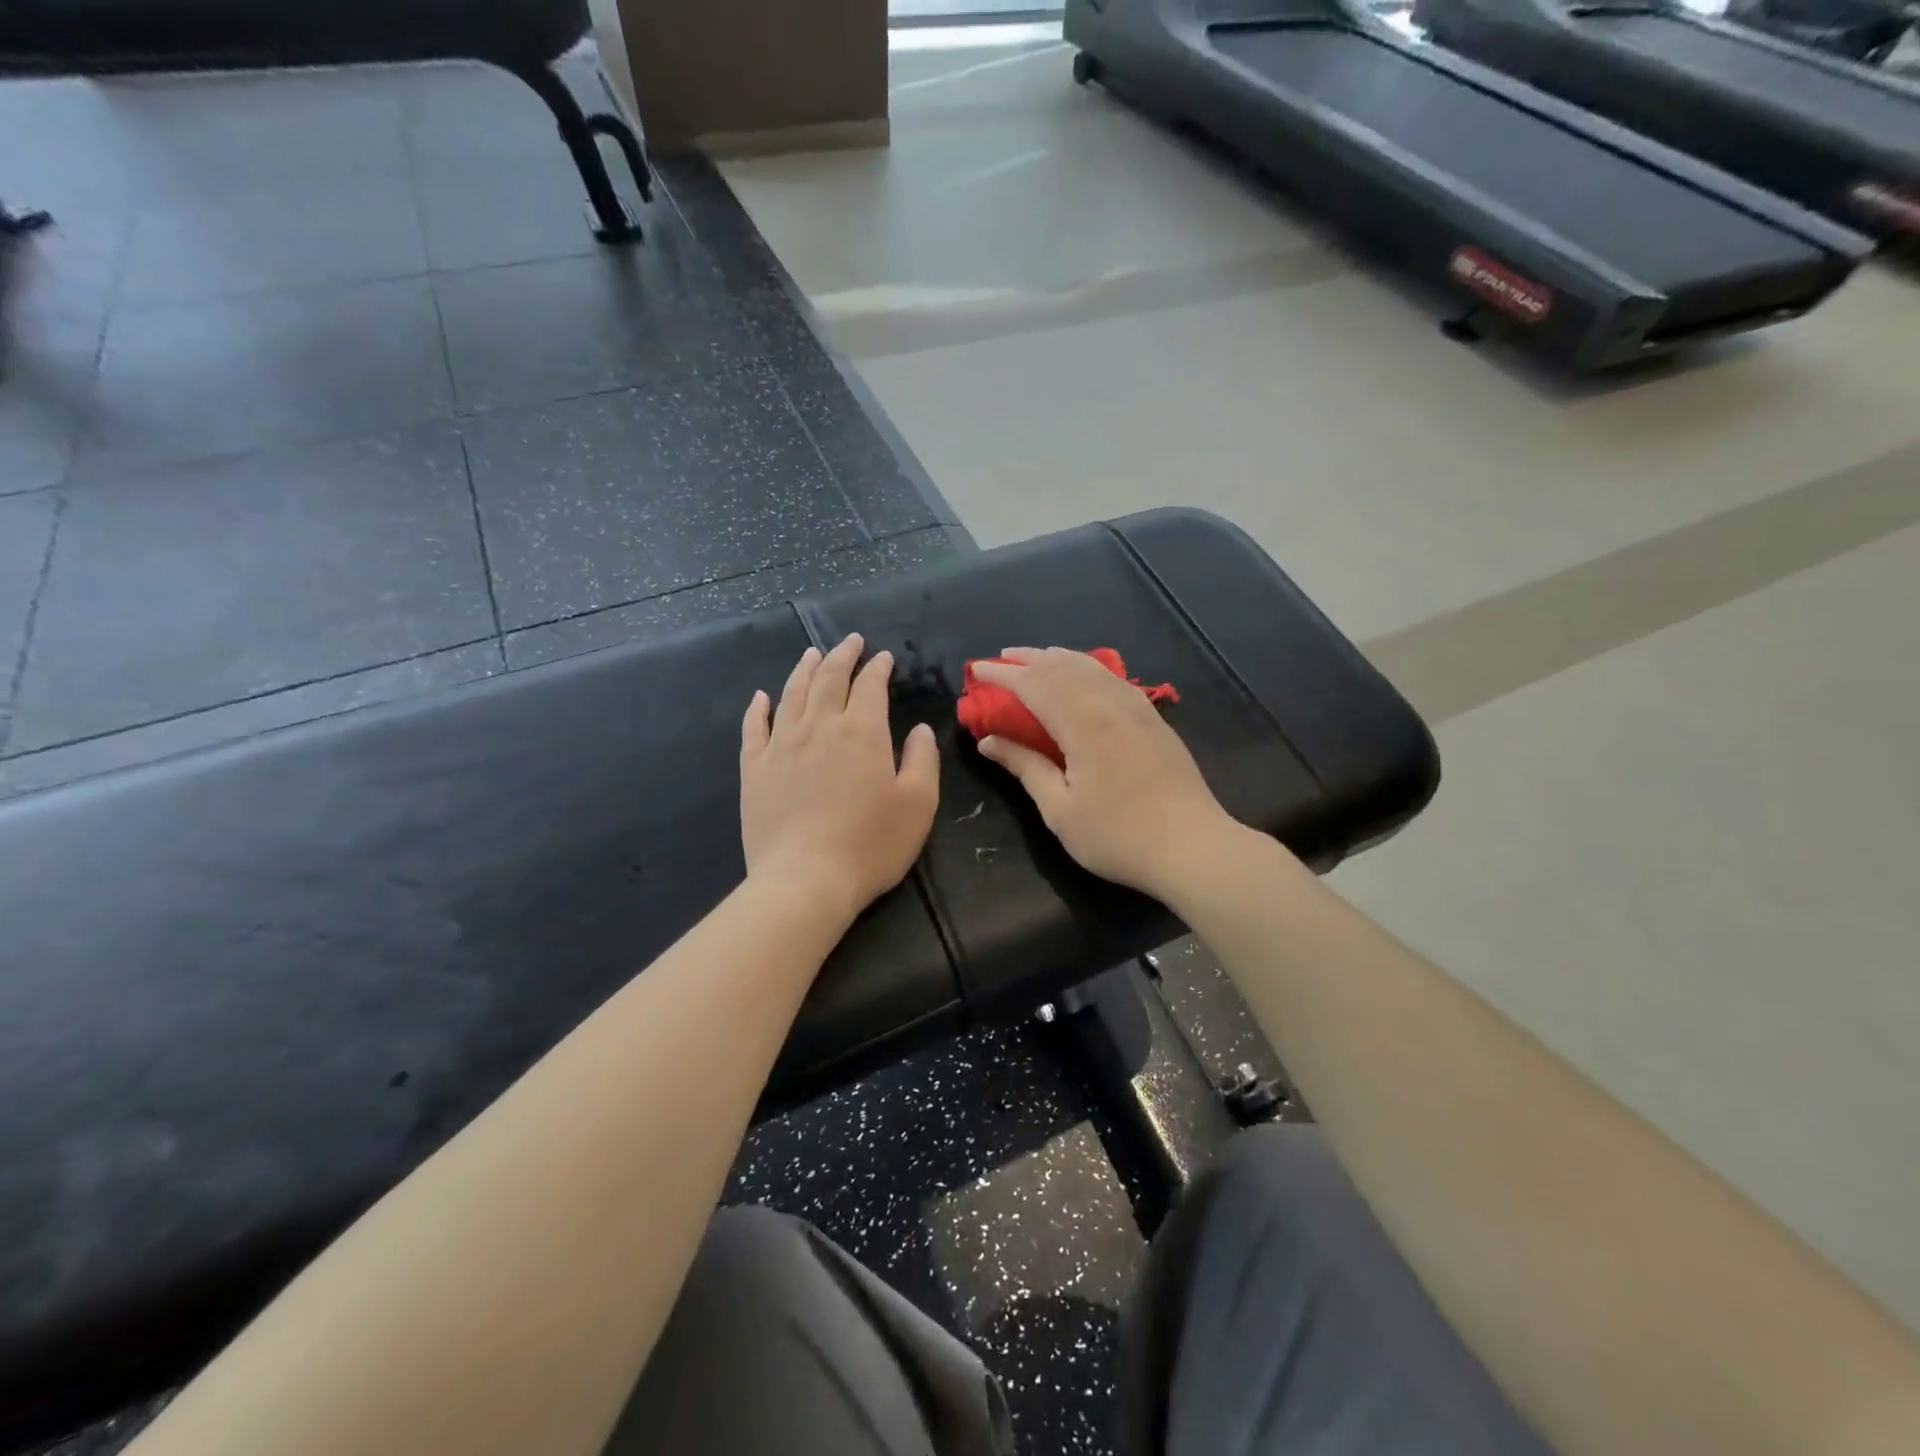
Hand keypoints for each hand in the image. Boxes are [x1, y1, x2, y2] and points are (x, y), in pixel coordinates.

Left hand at [741, 634, 939, 921]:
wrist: (805, 880)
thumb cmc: (870, 844)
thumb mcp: (918, 803)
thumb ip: (923, 759)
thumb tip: (919, 728)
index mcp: (862, 732)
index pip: (870, 686)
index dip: (878, 668)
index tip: (883, 657)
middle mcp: (819, 727)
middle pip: (829, 679)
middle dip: (842, 656)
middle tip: (850, 641)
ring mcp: (781, 746)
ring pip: (792, 694)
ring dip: (804, 670)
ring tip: (811, 654)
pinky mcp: (754, 770)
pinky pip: (754, 728)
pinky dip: (758, 708)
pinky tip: (761, 697)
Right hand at [974, 647, 1236, 898]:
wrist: (1193, 847)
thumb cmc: (1118, 836)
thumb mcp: (1060, 809)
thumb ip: (1025, 767)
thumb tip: (989, 741)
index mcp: (1082, 724)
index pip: (1034, 685)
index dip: (1002, 675)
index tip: (977, 670)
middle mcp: (1109, 704)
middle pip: (1063, 667)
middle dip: (1029, 659)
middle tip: (1001, 658)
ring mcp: (1137, 709)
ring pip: (1092, 668)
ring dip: (1059, 658)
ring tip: (1037, 658)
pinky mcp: (1154, 719)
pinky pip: (1114, 679)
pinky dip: (1089, 668)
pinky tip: (1085, 675)